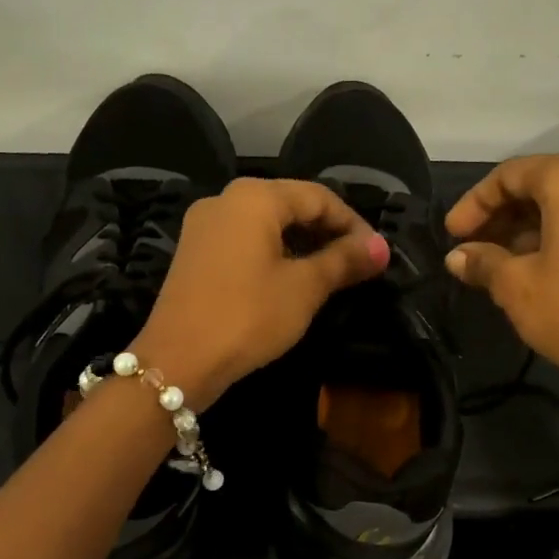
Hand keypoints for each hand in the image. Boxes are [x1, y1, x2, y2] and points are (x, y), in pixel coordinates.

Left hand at [133, 178, 389, 409]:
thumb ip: (343, 261)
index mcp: (254, 197)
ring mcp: (204, 226)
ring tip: (331, 275)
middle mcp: (225, 199)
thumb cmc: (248, 316)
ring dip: (302, 244)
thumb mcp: (304, 288)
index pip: (318, 197)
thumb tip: (381, 247)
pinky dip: (274, 254)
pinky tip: (292, 280)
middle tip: (358, 265)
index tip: (376, 255)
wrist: (178, 361)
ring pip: (266, 224)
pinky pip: (244, 241)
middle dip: (328, 232)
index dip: (353, 224)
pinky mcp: (194, 252)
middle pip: (290, 205)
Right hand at [444, 152, 558, 399]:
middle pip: (543, 185)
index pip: (510, 174)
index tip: (451, 236)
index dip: (473, 204)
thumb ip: (483, 262)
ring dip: (529, 231)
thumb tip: (456, 257)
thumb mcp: (517, 287)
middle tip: (472, 250)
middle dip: (501, 217)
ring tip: (500, 266)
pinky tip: (540, 273)